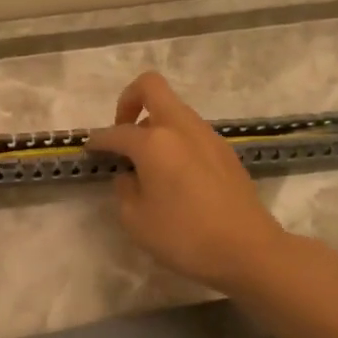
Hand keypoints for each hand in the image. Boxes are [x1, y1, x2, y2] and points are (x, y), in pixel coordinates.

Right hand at [88, 72, 289, 291]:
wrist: (248, 250)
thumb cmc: (184, 236)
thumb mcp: (136, 220)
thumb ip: (124, 190)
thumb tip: (130, 175)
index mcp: (154, 141)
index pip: (116, 132)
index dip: (98, 141)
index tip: (89, 150)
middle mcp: (181, 128)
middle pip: (152, 87)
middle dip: (129, 101)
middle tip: (122, 133)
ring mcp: (208, 136)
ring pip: (174, 111)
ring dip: (155, 125)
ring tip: (147, 162)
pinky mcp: (225, 152)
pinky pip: (191, 133)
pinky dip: (176, 141)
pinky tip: (174, 176)